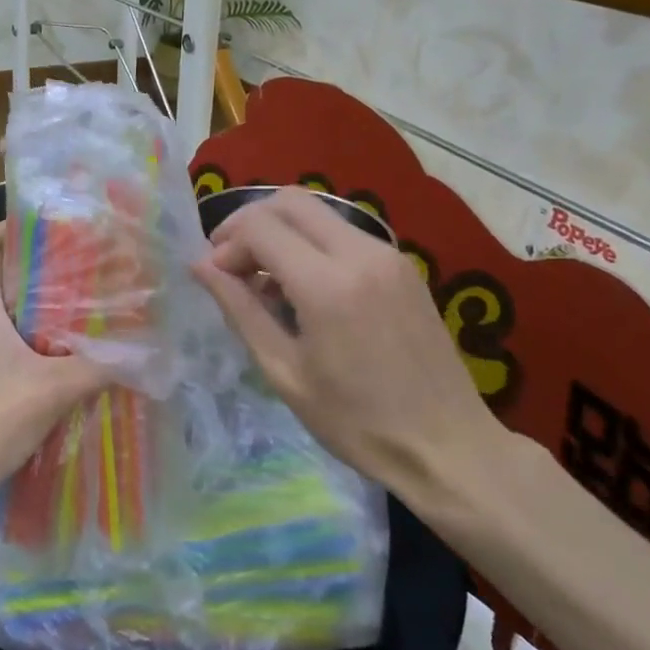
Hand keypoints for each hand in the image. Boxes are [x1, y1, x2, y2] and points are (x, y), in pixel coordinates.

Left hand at [0, 223, 117, 520]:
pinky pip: (5, 333)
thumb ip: (99, 368)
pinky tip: (68, 348)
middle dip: (44, 262)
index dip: (20, 224)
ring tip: (88, 301)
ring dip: (42, 300)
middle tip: (91, 263)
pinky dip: (34, 331)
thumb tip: (145, 353)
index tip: (63, 227)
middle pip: (4, 269)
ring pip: (7, 304)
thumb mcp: (50, 391)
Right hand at [192, 188, 503, 508]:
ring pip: (318, 211)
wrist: (449, 448)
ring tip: (264, 278)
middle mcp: (360, 254)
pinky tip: (303, 286)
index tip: (216, 277)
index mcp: (327, 285)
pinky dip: (310, 242)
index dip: (227, 244)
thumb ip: (239, 309)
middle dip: (250, 223)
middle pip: (289, 201)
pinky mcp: (403, 265)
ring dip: (281, 230)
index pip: (260, 227)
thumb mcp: (283, 371)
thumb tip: (200, 266)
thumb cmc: (356, 422)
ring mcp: (388, 255)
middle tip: (231, 262)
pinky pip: (343, 232)